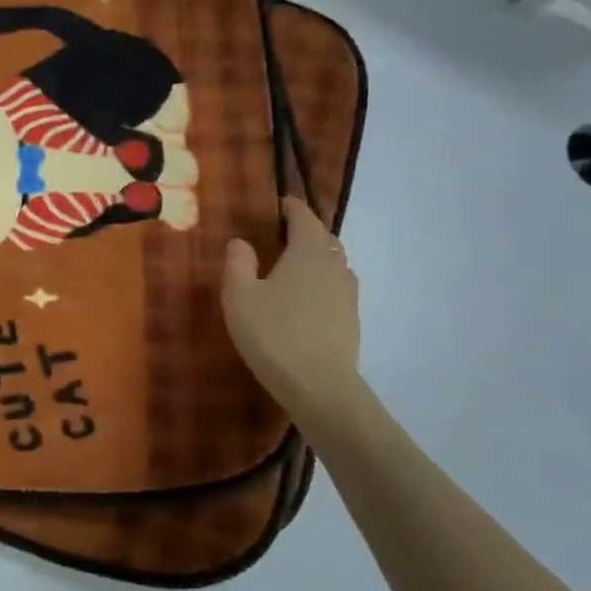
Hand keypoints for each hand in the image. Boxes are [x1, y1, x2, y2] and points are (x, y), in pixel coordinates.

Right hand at [222, 196, 363, 424]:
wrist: (320, 387)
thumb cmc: (273, 334)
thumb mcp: (239, 297)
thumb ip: (238, 264)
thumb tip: (241, 241)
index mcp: (307, 252)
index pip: (304, 218)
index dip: (292, 207)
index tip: (280, 203)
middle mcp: (334, 266)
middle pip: (325, 238)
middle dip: (307, 231)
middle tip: (284, 233)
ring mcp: (348, 294)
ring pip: (336, 263)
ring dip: (318, 257)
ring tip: (296, 265)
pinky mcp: (352, 320)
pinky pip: (339, 287)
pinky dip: (324, 282)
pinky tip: (308, 298)